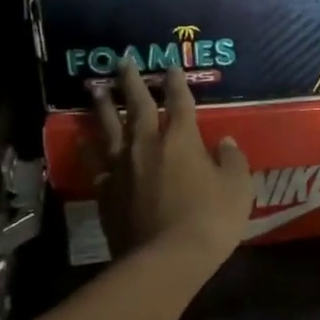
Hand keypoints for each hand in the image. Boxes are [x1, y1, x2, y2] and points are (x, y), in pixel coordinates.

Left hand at [82, 61, 251, 264]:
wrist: (165, 259)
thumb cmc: (210, 220)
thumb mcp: (237, 188)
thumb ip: (232, 160)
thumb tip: (224, 142)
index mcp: (182, 139)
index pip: (180, 102)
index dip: (177, 82)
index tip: (171, 66)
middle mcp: (147, 144)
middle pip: (138, 105)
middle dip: (131, 80)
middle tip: (123, 60)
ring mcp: (122, 166)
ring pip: (109, 127)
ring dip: (102, 105)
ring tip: (95, 88)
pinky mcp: (106, 189)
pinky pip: (94, 160)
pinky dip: (87, 146)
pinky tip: (82, 138)